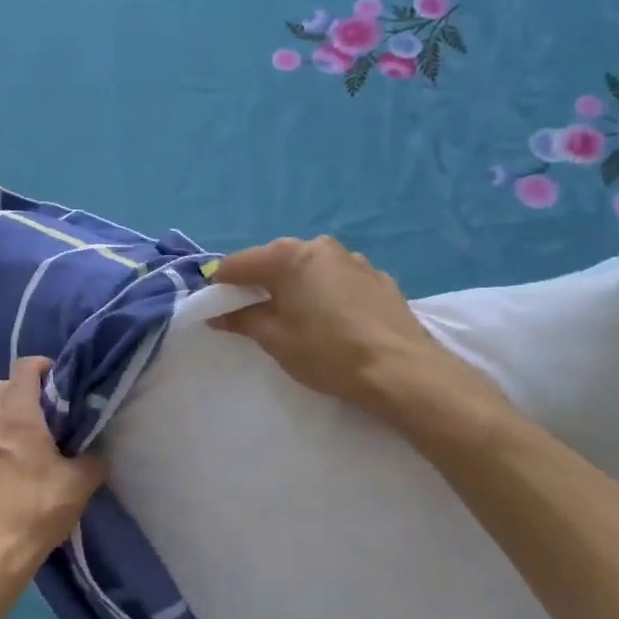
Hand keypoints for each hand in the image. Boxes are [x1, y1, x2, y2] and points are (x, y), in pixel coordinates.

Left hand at [0, 357, 106, 579]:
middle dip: (18, 388)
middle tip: (43, 409)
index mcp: (18, 418)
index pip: (23, 369)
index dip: (41, 366)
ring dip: (1, 414)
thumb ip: (92, 461)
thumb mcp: (78, 487)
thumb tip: (96, 453)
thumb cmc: (36, 512)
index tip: (59, 378)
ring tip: (22, 437)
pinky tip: (5, 463)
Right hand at [211, 236, 513, 443]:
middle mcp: (321, 247)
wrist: (403, 372)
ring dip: (295, 286)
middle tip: (253, 313)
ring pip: (309, 268)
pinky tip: (330, 320)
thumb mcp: (275, 339)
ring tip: (295, 317)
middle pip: (275, 260)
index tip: (216, 307)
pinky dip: (325, 292)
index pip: (239, 264)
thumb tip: (218, 314)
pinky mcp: (379, 279)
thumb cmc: (328, 352)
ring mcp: (354, 260)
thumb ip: (243, 320)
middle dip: (259, 282)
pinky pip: (337, 280)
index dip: (222, 285)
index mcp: (290, 256)